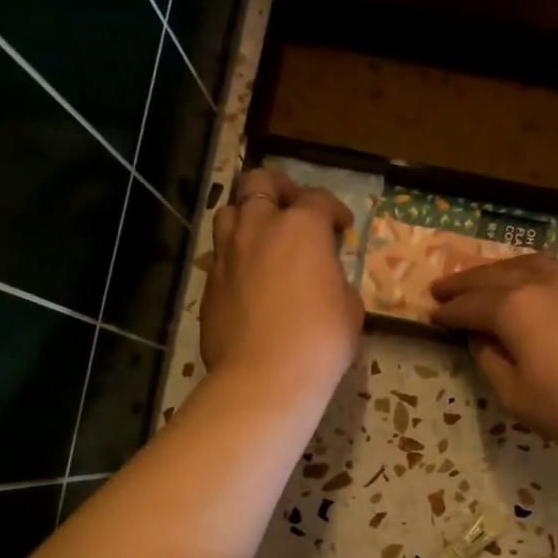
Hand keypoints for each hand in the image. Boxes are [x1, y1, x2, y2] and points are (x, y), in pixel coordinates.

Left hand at [201, 168, 362, 396]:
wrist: (265, 375)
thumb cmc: (320, 339)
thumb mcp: (348, 306)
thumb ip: (335, 278)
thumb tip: (324, 277)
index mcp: (301, 227)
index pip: (319, 199)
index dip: (334, 210)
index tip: (341, 228)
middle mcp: (259, 227)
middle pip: (259, 182)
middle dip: (278, 188)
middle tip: (291, 208)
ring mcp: (227, 253)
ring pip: (229, 211)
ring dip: (247, 216)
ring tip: (262, 238)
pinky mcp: (209, 281)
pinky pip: (220, 254)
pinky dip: (235, 255)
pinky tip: (248, 277)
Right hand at [430, 253, 557, 447]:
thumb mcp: (517, 396)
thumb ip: (491, 365)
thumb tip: (481, 341)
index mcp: (512, 309)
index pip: (469, 306)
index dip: (447, 313)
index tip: (430, 315)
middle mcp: (536, 285)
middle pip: (490, 277)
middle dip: (462, 282)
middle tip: (440, 287)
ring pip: (521, 264)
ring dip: (494, 270)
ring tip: (481, 276)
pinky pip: (546, 269)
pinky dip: (523, 271)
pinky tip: (526, 282)